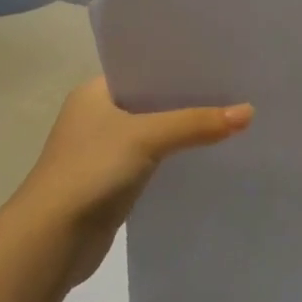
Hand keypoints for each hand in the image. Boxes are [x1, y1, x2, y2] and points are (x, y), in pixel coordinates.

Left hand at [17, 77, 252, 285]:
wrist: (52, 239)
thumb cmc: (91, 171)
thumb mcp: (146, 137)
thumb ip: (196, 123)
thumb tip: (249, 112)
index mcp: (94, 93)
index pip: (143, 68)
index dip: (178, 66)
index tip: (219, 63)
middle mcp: (96, 116)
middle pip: (151, 100)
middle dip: (187, 99)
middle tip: (234, 90)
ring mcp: (103, 151)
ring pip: (153, 132)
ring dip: (182, 130)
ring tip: (230, 119)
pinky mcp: (113, 182)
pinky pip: (152, 160)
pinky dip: (174, 157)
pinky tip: (205, 156)